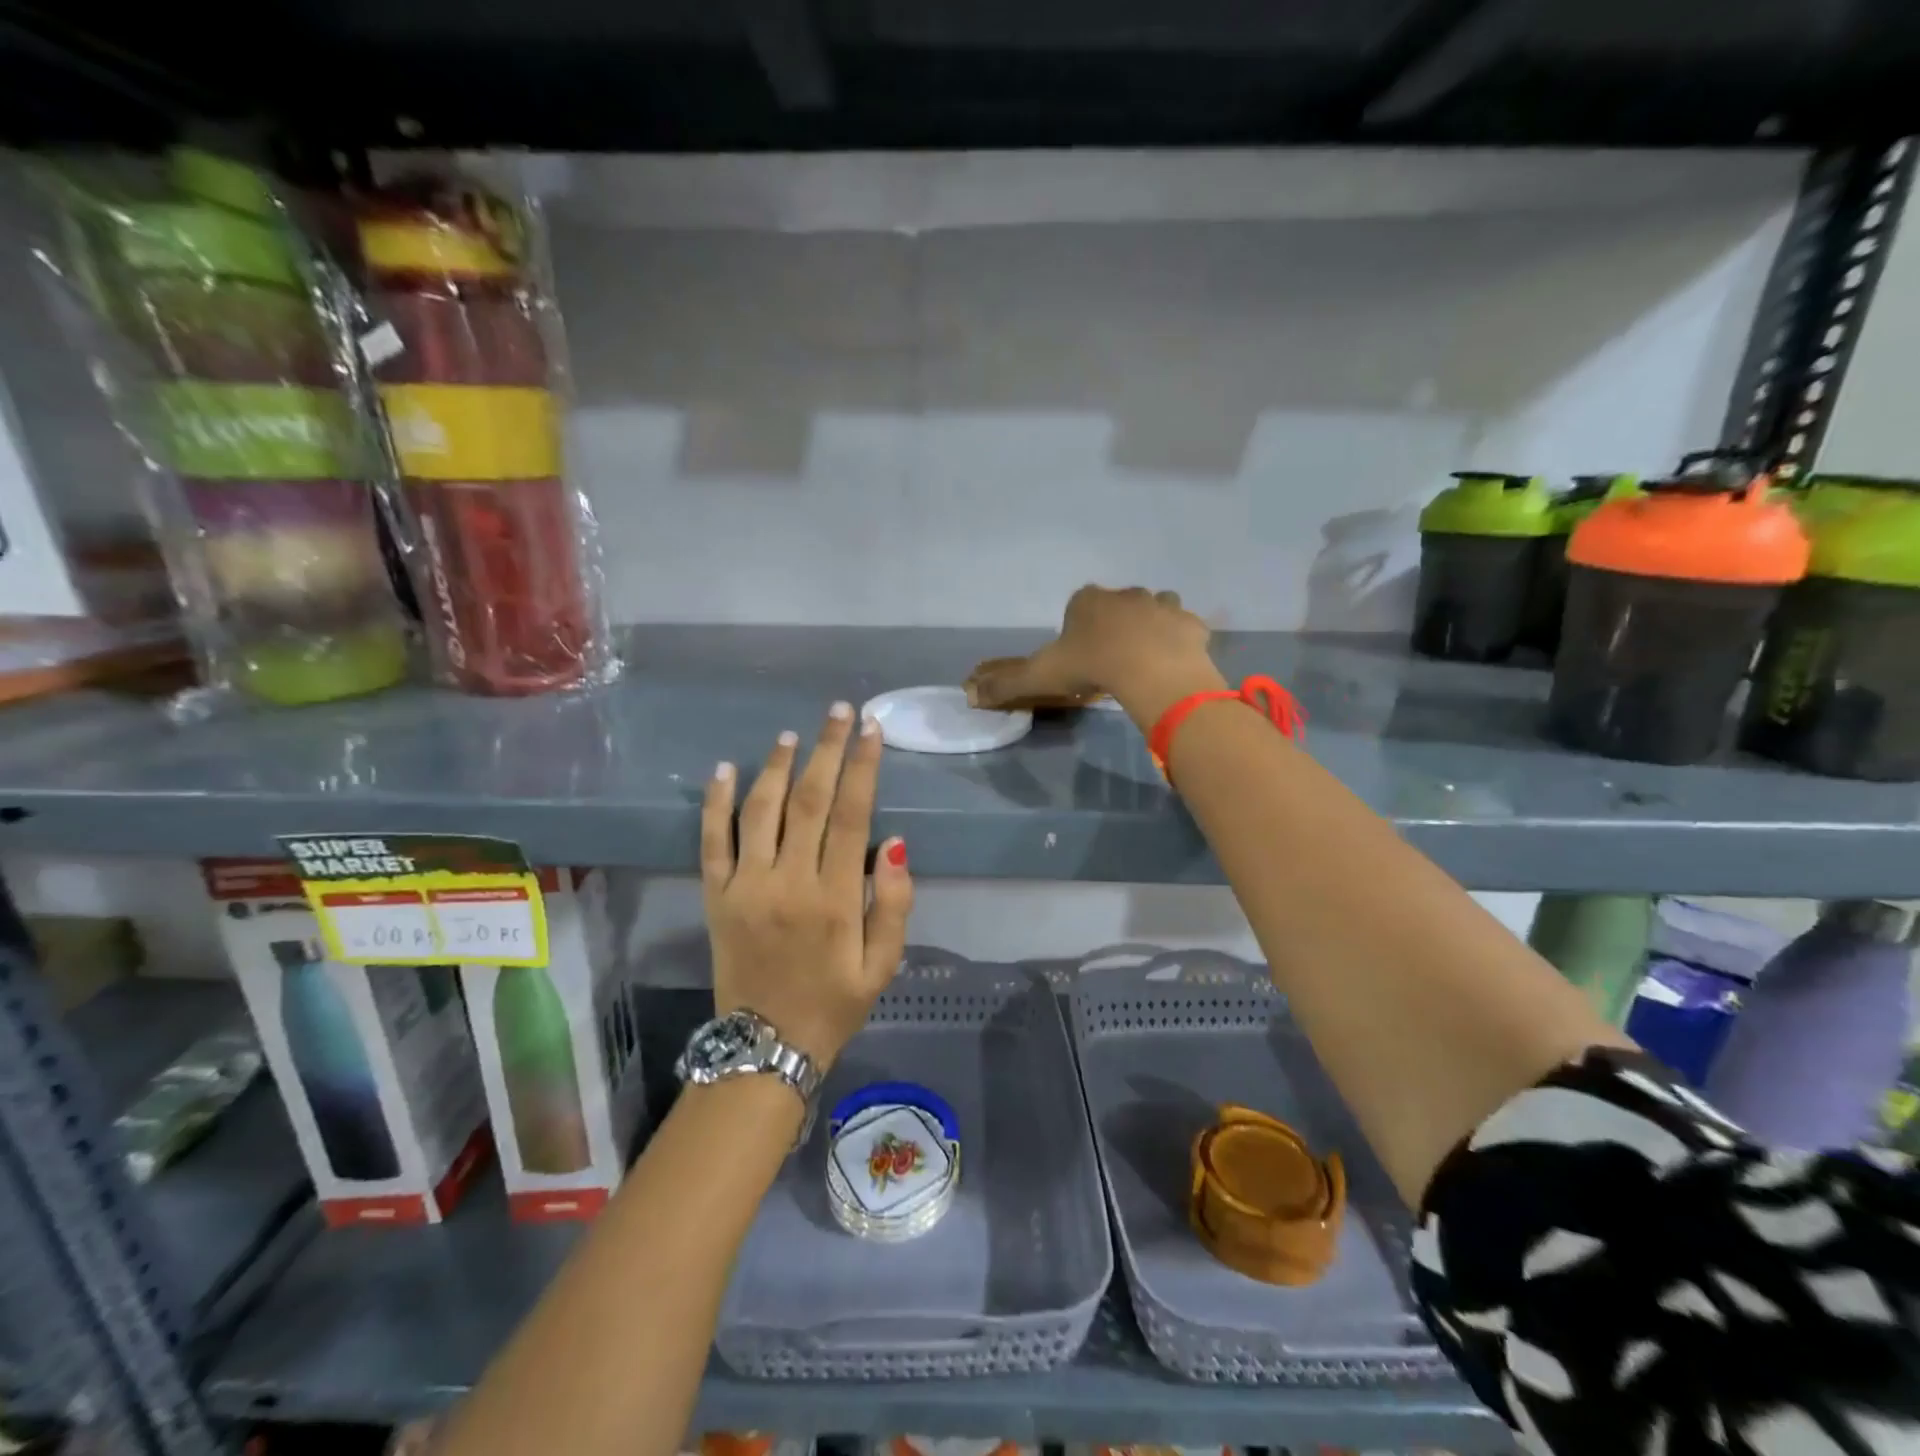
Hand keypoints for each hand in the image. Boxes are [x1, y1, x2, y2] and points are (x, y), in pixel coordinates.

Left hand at [701, 702, 913, 1069]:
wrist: (764, 1047)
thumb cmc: (834, 1003)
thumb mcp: (883, 964)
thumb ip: (893, 903)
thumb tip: (893, 842)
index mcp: (835, 898)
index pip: (852, 814)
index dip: (863, 766)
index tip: (871, 730)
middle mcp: (789, 882)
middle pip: (809, 800)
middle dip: (827, 749)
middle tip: (839, 712)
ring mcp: (746, 887)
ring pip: (761, 810)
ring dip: (777, 766)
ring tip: (792, 734)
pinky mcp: (716, 897)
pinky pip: (712, 841)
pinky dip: (716, 802)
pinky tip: (725, 768)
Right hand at [966, 586, 1221, 721]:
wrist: (1151, 670)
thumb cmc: (1091, 665)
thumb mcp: (1042, 675)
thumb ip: (1007, 684)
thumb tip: (969, 694)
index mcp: (1088, 600)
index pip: (1079, 604)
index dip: (1078, 627)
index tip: (1080, 655)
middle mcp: (1126, 594)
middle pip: (1118, 606)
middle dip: (1116, 625)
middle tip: (1112, 660)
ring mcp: (1162, 605)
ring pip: (1155, 609)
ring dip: (1151, 626)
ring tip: (1146, 658)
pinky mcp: (1191, 624)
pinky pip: (1185, 629)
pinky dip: (1180, 641)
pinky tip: (1174, 663)